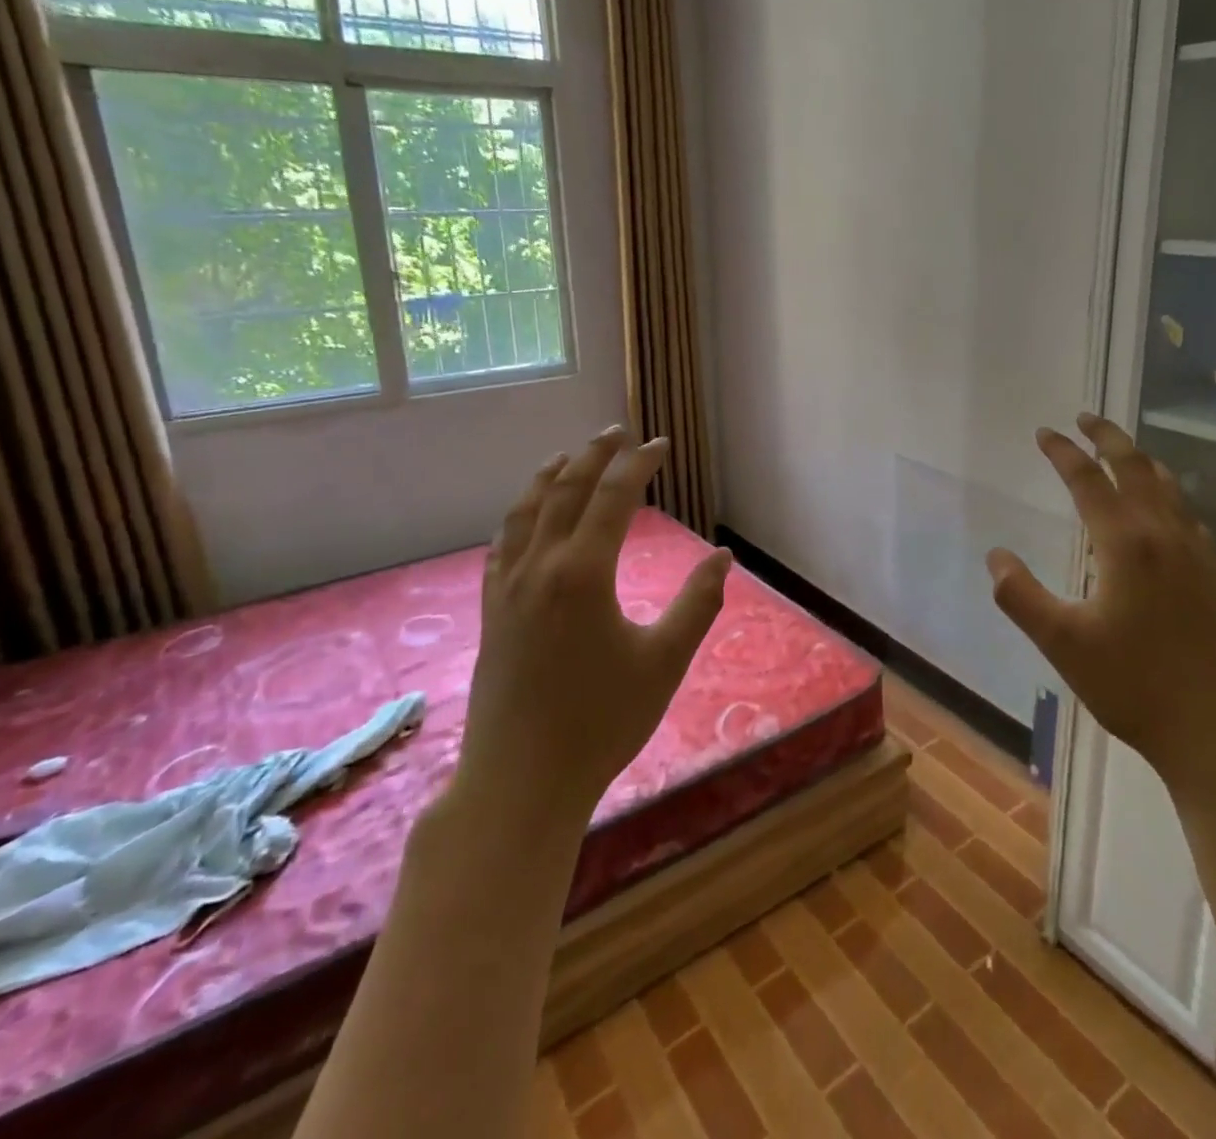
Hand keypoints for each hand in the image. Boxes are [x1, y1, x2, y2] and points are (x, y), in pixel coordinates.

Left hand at [454, 427, 732, 824]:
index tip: (660, 445)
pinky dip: (520, 515)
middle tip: (617, 433)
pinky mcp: (492, 611)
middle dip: (593, 456)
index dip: (638, 464)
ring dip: (550, 476)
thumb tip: (723, 557)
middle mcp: (540, 567)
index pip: (613, 497)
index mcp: (584, 573)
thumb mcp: (665, 661)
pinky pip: (503, 544)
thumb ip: (698, 602)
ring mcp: (508, 588)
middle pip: (564, 490)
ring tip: (568, 456)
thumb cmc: (601, 722)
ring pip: (525, 512)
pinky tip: (527, 516)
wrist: (520, 781)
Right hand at [985, 412, 1215, 786]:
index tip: (1044, 432)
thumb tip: (996, 557)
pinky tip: (1165, 509)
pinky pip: (1187, 514)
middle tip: (1085, 418)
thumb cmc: (1134, 685)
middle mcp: (1164, 535)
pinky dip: (1167, 493)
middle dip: (1108, 438)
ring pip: (1168, 487)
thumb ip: (1021, 596)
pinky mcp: (1213, 576)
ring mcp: (1196, 554)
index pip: (1088, 481)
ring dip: (1140, 461)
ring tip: (1121, 451)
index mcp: (1125, 543)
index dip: (1063, 453)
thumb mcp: (1062, 643)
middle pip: (1136, 468)